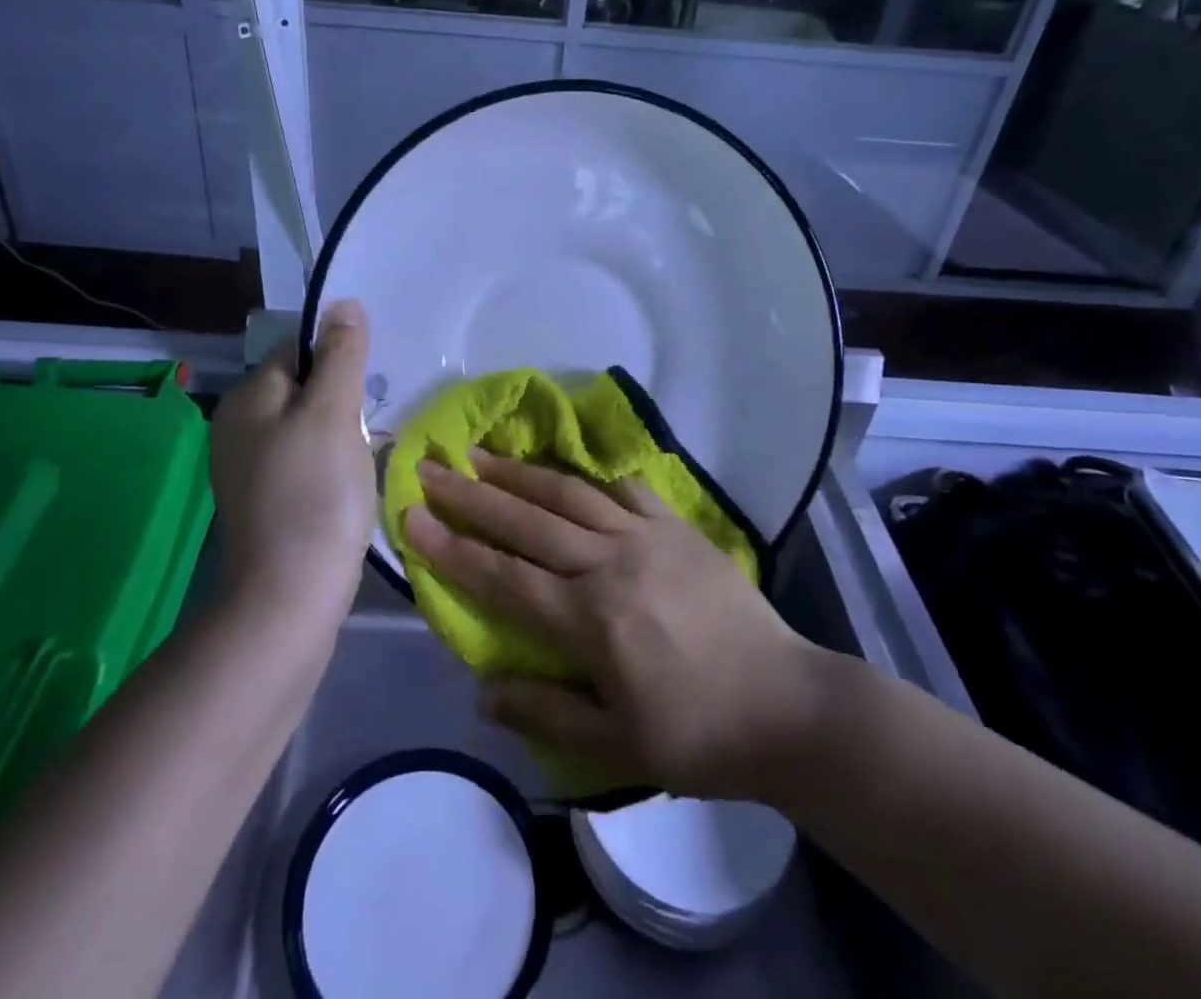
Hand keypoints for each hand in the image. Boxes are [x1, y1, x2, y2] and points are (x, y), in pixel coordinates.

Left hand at [210, 300, 373, 619]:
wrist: (290, 598)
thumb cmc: (314, 495)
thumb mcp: (332, 413)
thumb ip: (340, 355)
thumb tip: (343, 303)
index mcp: (247, 399)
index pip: (296, 351)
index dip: (337, 360)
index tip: (368, 388)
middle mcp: (238, 427)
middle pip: (303, 388)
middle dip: (342, 398)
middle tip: (371, 425)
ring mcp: (250, 468)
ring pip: (308, 426)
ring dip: (341, 432)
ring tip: (367, 454)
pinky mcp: (268, 500)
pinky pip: (305, 460)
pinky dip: (331, 463)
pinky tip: (350, 483)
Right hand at [403, 451, 831, 801]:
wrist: (787, 705)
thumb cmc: (698, 735)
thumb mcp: (617, 746)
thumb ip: (546, 714)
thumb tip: (484, 691)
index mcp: (590, 620)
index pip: (502, 577)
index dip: (452, 548)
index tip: (412, 517)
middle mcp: (610, 564)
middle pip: (527, 522)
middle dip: (472, 495)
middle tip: (431, 467)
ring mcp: (646, 536)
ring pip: (568, 494)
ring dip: (519, 473)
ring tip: (481, 454)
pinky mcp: (677, 526)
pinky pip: (624, 489)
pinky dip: (588, 476)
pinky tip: (565, 468)